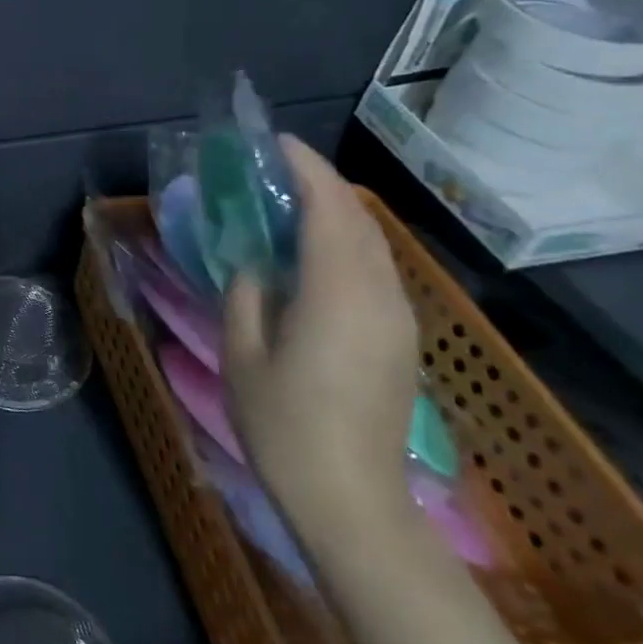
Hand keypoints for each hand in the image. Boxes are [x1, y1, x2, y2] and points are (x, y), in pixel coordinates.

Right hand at [221, 137, 418, 536]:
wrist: (351, 500)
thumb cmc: (284, 426)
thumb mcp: (242, 355)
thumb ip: (246, 293)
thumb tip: (254, 262)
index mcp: (338, 293)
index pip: (330, 209)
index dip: (305, 168)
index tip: (274, 143)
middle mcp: (380, 295)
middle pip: (358, 220)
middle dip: (320, 184)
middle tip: (272, 170)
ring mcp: (398, 318)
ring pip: (372, 244)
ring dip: (334, 213)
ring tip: (287, 203)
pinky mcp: (400, 339)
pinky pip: (375, 270)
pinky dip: (344, 244)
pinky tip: (311, 256)